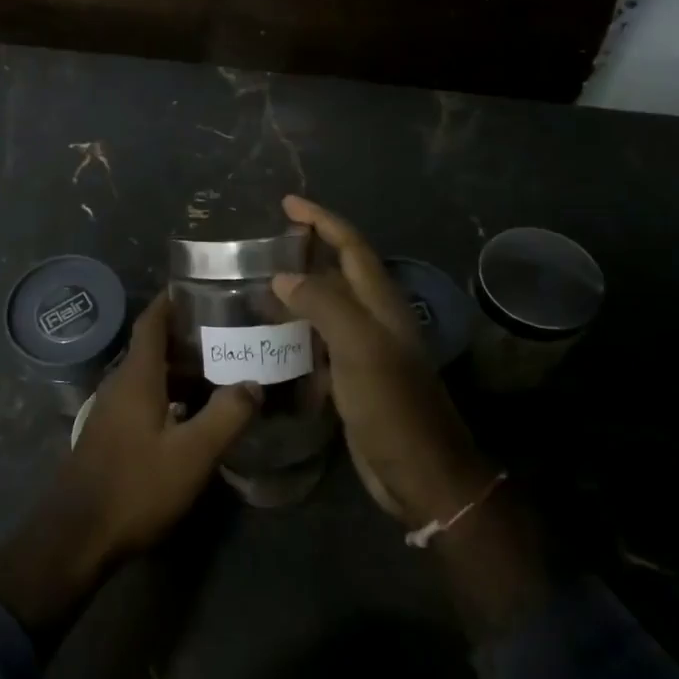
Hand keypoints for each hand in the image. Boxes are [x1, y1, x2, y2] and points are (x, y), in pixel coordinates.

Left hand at [0, 292, 260, 642]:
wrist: (77, 535)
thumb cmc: (135, 486)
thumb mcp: (191, 454)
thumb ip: (226, 415)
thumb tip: (253, 383)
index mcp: (137, 376)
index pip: (152, 321)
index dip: (171, 300)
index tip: (200, 288)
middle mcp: (121, 384)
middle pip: (154, 346)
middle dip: (188, 336)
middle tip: (230, 331)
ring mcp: (113, 410)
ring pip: (151, 375)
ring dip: (182, 368)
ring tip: (222, 368)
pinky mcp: (112, 434)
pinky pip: (145, 398)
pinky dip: (171, 394)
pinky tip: (195, 411)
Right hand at [271, 195, 489, 526]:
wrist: (420, 474)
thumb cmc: (393, 407)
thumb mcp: (360, 349)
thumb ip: (324, 305)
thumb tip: (283, 276)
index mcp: (382, 305)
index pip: (351, 247)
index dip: (322, 221)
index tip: (287, 204)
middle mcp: (374, 320)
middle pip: (339, 271)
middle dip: (307, 250)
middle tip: (266, 242)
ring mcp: (364, 350)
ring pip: (326, 306)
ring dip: (297, 290)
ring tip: (257, 283)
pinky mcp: (351, 378)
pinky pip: (319, 341)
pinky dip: (295, 330)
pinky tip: (270, 335)